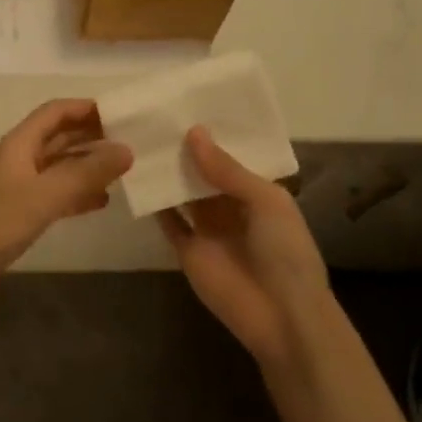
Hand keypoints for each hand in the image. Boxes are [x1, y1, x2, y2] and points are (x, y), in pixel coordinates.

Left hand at [0, 100, 131, 308]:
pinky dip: (78, 193)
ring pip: (59, 165)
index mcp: (20, 143)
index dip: (84, 108)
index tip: (119, 112)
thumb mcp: (46, 195)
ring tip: (122, 168)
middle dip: (91, 135)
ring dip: (87, 164)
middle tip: (128, 139)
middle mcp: (20, 158)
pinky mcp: (21, 211)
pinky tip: (102, 201)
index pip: (54, 112)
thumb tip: (127, 150)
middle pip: (59, 136)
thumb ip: (86, 173)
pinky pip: (56, 193)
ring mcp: (20, 185)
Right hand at [158, 127, 334, 365]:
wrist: (282, 317)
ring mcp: (207, 228)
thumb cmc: (285, 252)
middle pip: (203, 173)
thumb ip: (227, 169)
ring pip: (183, 193)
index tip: (187, 105)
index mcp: (257, 191)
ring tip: (141, 139)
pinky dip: (155, 203)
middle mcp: (230, 205)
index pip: (231, 157)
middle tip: (156, 116)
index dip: (213, 135)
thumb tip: (193, 132)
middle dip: (185, 150)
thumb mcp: (265, 201)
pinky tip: (136, 177)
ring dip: (168, 172)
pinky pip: (168, 222)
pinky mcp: (187, 249)